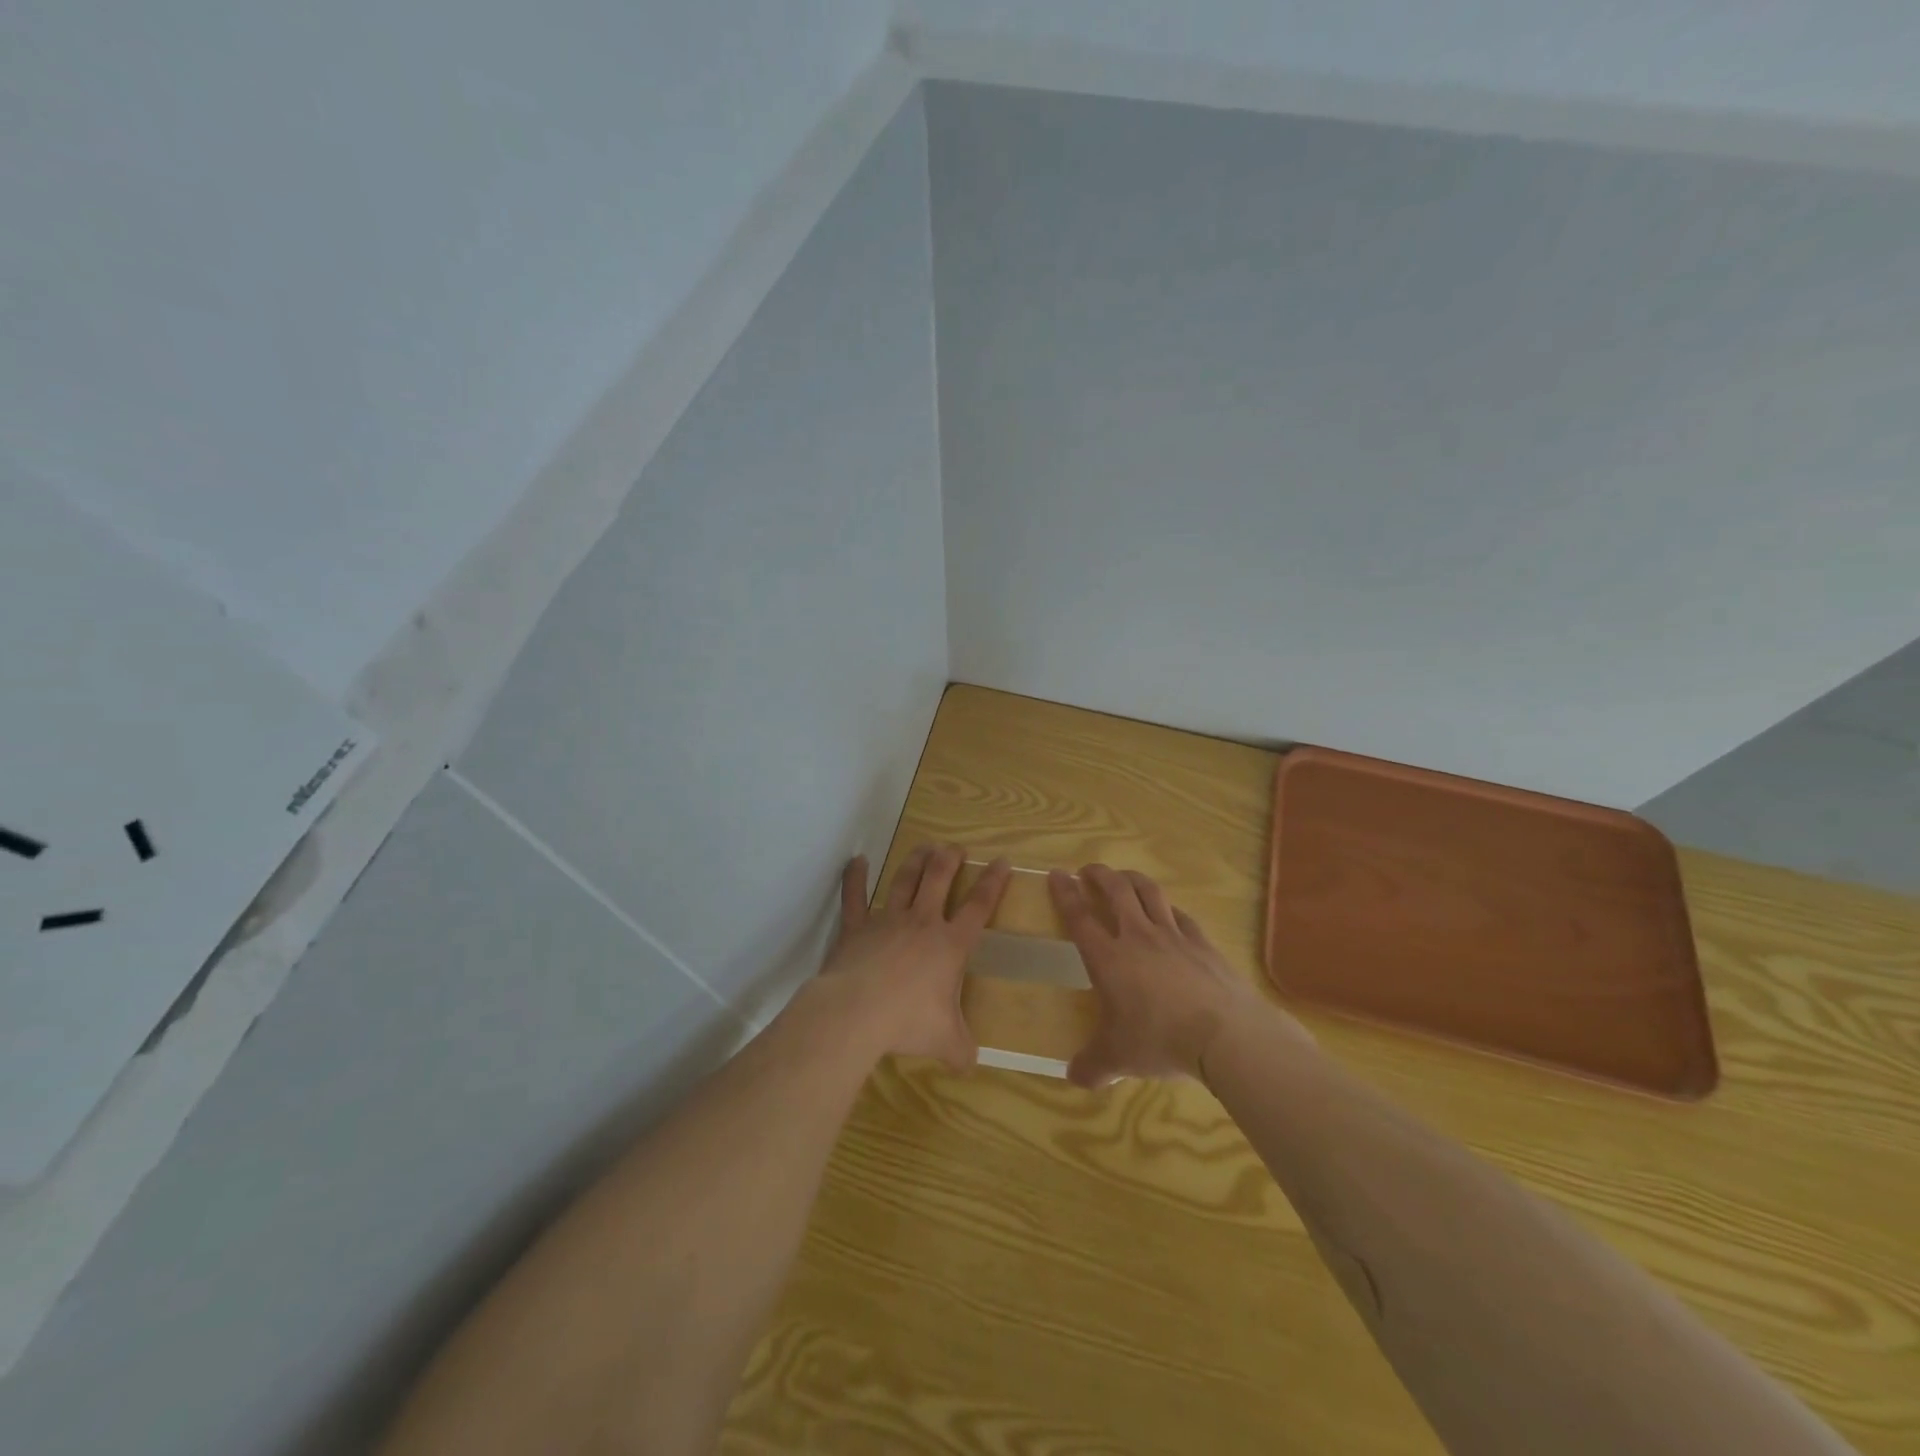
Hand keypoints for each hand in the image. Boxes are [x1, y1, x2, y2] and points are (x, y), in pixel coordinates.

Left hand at [819, 844, 1010, 1070]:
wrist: (858, 1011)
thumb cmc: (909, 1022)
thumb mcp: (946, 1041)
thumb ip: (962, 1050)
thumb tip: (970, 1065)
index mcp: (950, 945)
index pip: (979, 906)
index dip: (992, 883)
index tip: (1002, 861)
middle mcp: (922, 923)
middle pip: (939, 879)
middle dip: (950, 859)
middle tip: (956, 847)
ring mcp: (887, 920)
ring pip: (905, 880)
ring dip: (916, 861)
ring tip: (925, 846)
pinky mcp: (856, 927)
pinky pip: (854, 897)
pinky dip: (855, 878)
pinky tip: (856, 860)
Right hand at [1049, 864, 1310, 1087]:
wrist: (1224, 1034)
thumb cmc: (1160, 1040)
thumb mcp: (1118, 1059)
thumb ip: (1093, 1066)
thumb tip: (1072, 1078)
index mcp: (1108, 958)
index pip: (1079, 916)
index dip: (1065, 893)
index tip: (1057, 874)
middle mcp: (1137, 936)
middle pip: (1115, 891)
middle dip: (1099, 875)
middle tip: (1088, 870)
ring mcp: (1173, 935)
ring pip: (1149, 892)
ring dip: (1132, 878)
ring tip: (1124, 876)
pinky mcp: (1201, 942)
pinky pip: (1180, 915)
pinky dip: (1168, 907)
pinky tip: (1169, 912)